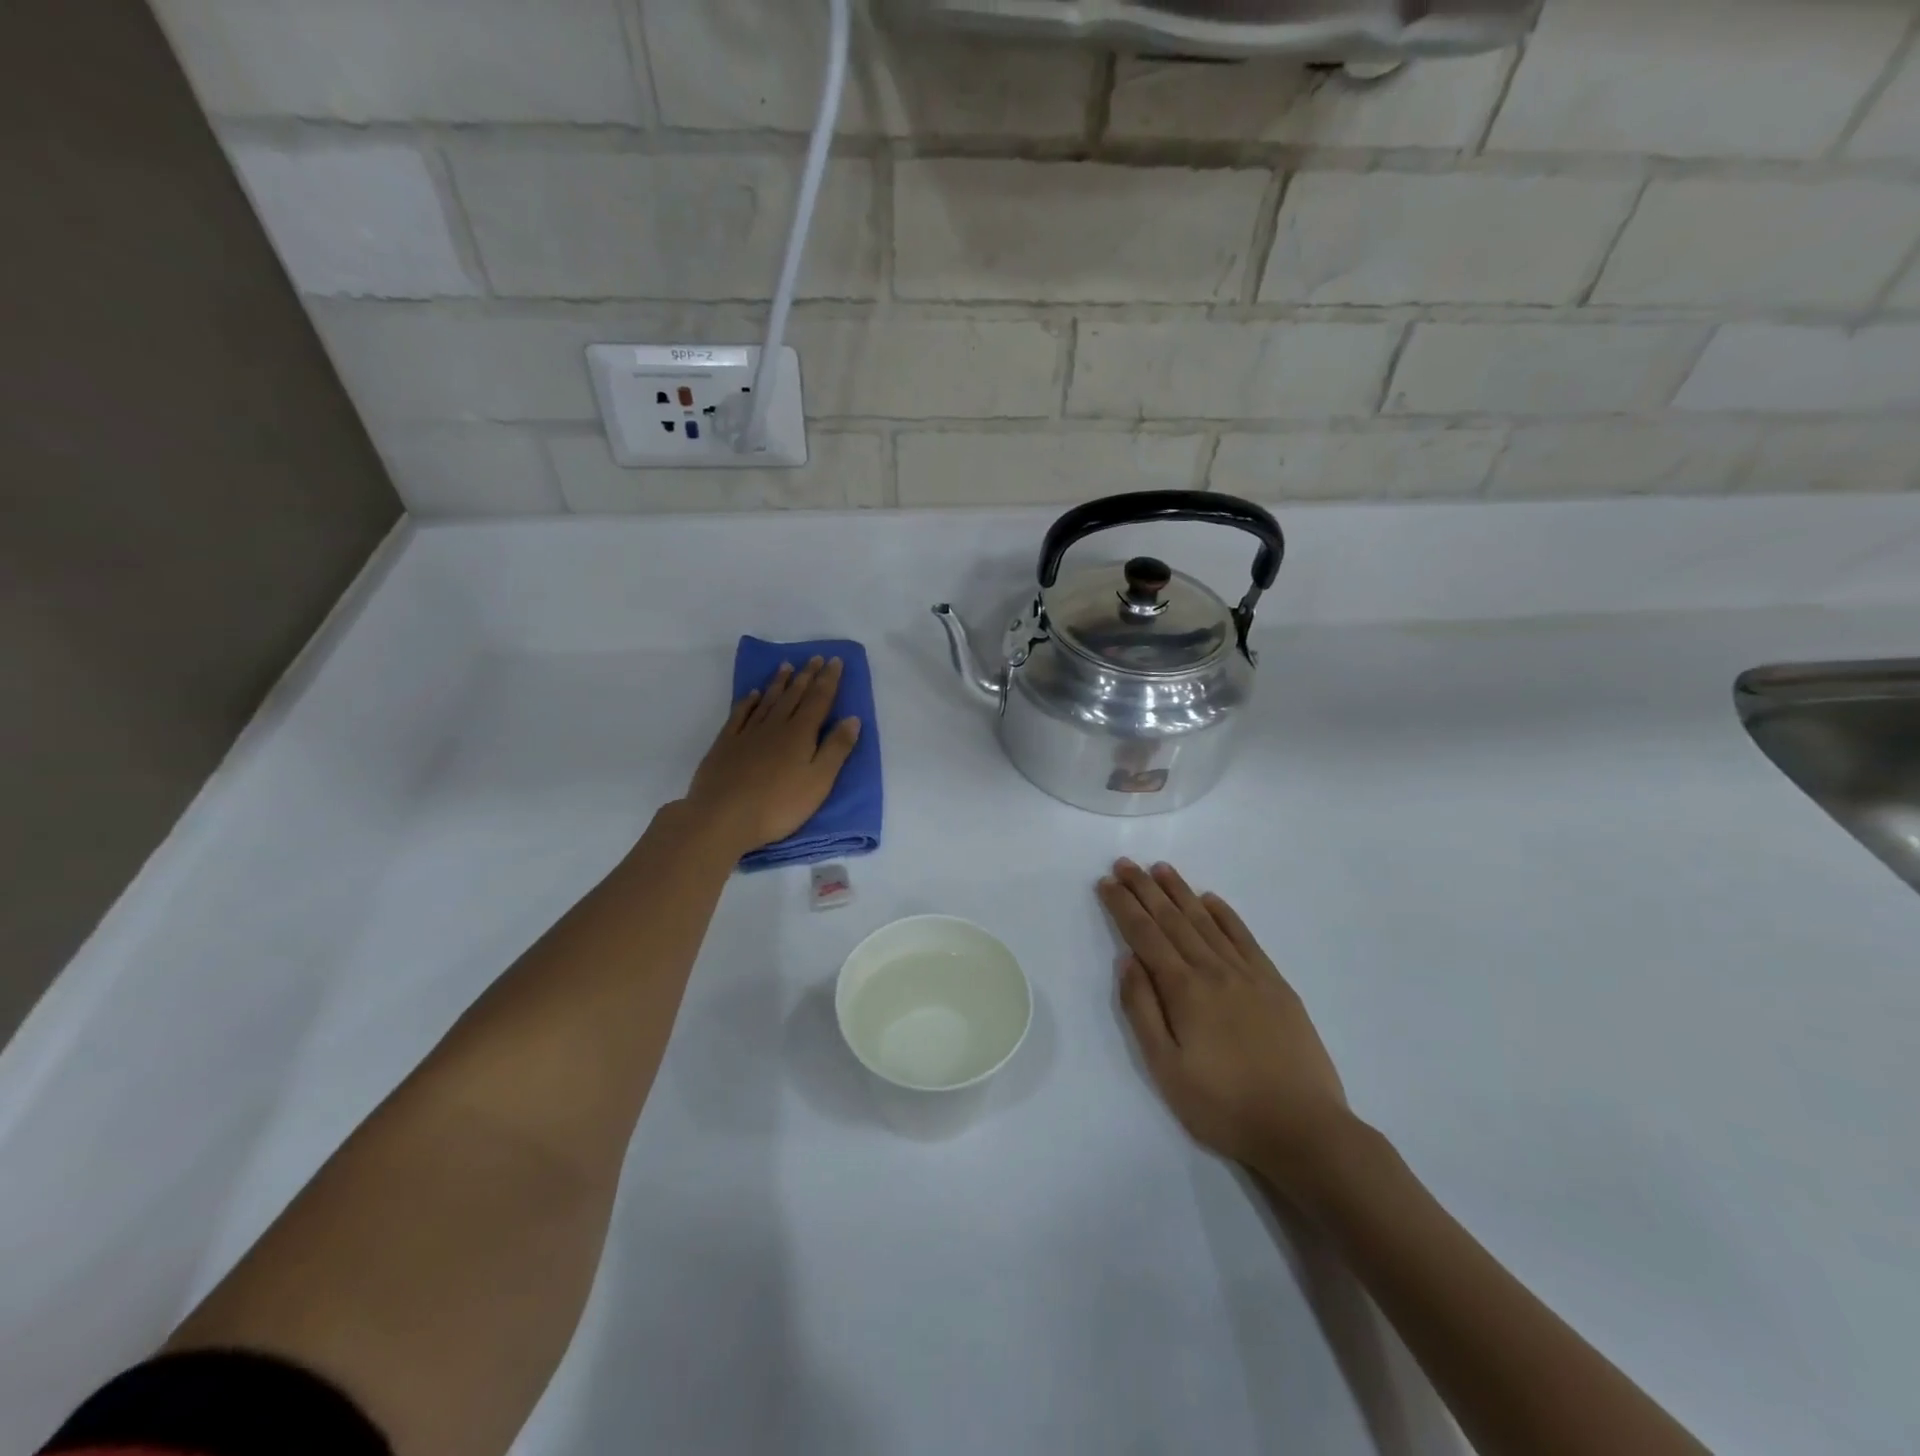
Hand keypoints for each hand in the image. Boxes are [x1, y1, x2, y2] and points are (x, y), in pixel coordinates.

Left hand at [686, 657, 861, 853]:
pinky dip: (748, 701)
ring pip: (768, 701)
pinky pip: (740, 714)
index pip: (819, 700)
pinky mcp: (725, 744)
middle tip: (815, 657)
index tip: (835, 660)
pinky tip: (753, 694)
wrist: (722, 817)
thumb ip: (836, 749)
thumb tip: (853, 718)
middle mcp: (775, 726)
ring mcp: (747, 733)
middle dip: (806, 675)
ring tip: (787, 666)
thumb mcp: (818, 781)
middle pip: (794, 695)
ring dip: (779, 683)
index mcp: (800, 734)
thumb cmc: (779, 805)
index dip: (828, 680)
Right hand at [1098, 859, 1352, 1190]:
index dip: (1123, 906)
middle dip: (1145, 889)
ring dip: (1180, 892)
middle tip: (1125, 863)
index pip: (1145, 935)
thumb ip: (1142, 1010)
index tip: (1106, 882)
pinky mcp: (1275, 984)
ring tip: (1160, 868)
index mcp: (1184, 990)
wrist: (1304, 1129)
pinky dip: (1225, 914)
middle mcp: (1214, 970)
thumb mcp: (1166, 1068)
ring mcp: (1248, 974)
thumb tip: (1127, 960)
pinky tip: (1211, 899)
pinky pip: (1244, 937)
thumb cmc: (1223, 1106)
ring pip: (1206, 921)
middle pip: (1173, 919)